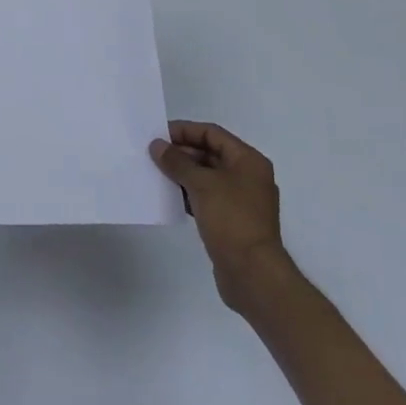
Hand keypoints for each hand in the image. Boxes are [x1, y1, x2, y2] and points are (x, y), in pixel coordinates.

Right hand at [150, 121, 291, 311]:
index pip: (212, 134)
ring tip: (155, 173)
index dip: (185, 131)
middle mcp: (247, 176)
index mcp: (248, 161)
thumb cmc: (231, 220)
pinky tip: (168, 197)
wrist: (252, 274)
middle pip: (210, 154)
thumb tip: (157, 145)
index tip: (158, 134)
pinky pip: (206, 198)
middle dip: (182, 153)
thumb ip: (178, 162)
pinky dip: (188, 194)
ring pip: (207, 177)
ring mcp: (241, 200)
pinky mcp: (232, 221)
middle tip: (153, 155)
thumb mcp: (202, 184)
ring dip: (182, 174)